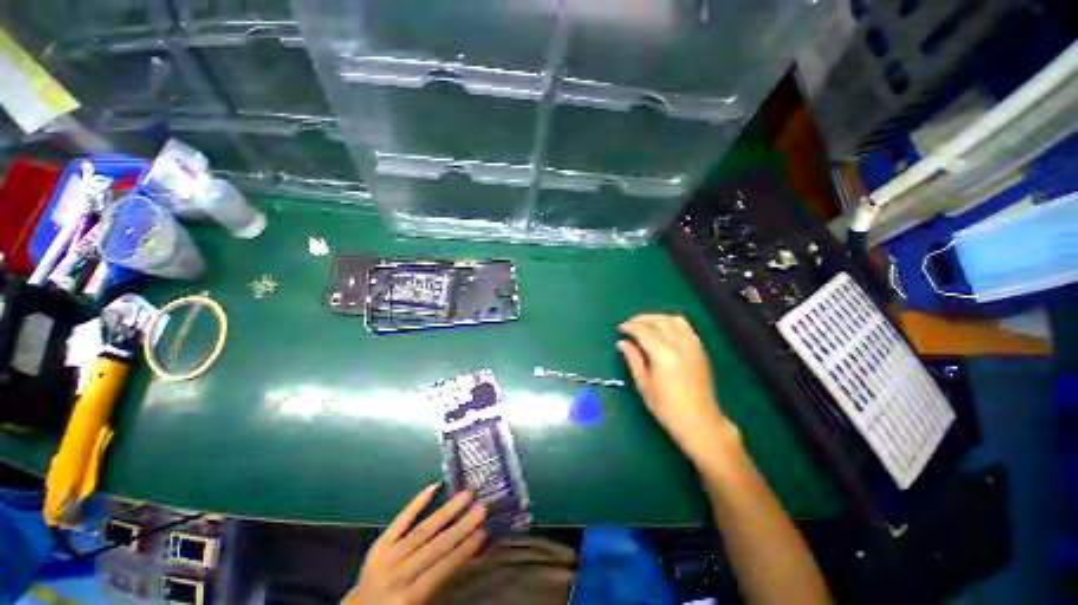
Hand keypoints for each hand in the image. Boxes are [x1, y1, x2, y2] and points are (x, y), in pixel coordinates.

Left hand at [342, 484, 486, 604]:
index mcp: (409, 597)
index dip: (464, 550)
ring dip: (447, 510)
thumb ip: (444, 581)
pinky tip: (434, 486)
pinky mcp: (379, 543)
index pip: (442, 569)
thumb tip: (472, 556)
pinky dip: (417, 502)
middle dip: (461, 526)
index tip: (484, 531)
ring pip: (423, 530)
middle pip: (435, 546)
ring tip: (467, 494)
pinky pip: (400, 520)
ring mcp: (387, 555)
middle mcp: (398, 573)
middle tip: (482, 507)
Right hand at [618, 314, 738, 464]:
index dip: (630, 327)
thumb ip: (633, 359)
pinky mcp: (700, 350)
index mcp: (664, 355)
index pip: (644, 331)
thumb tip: (622, 343)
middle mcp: (680, 345)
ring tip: (646, 325)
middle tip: (629, 325)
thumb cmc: (666, 407)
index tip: (620, 329)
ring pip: (674, 320)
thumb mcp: (644, 384)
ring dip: (657, 318)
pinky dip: (672, 323)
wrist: (699, 421)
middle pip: (659, 321)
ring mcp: (693, 346)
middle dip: (642, 320)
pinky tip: (664, 331)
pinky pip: (686, 327)